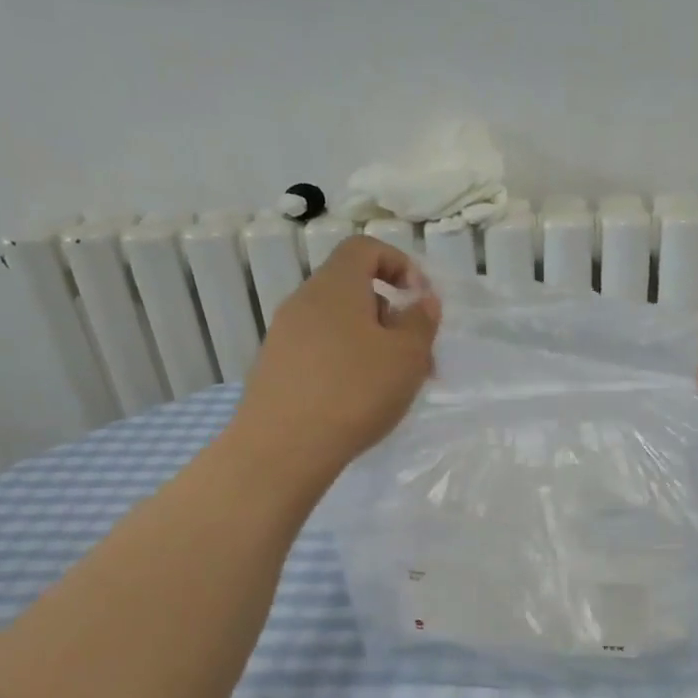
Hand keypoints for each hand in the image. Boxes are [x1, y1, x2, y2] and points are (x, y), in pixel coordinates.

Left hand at [236, 236, 439, 478]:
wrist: (282, 448)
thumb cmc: (354, 392)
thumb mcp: (407, 356)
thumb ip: (420, 322)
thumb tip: (421, 302)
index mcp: (336, 286)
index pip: (365, 249)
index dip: (399, 264)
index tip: (420, 300)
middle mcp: (304, 301)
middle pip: (354, 290)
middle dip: (391, 316)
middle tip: (417, 355)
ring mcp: (284, 336)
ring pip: (339, 325)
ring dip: (372, 345)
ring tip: (393, 385)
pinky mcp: (276, 369)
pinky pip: (321, 352)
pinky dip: (347, 364)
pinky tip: (359, 402)